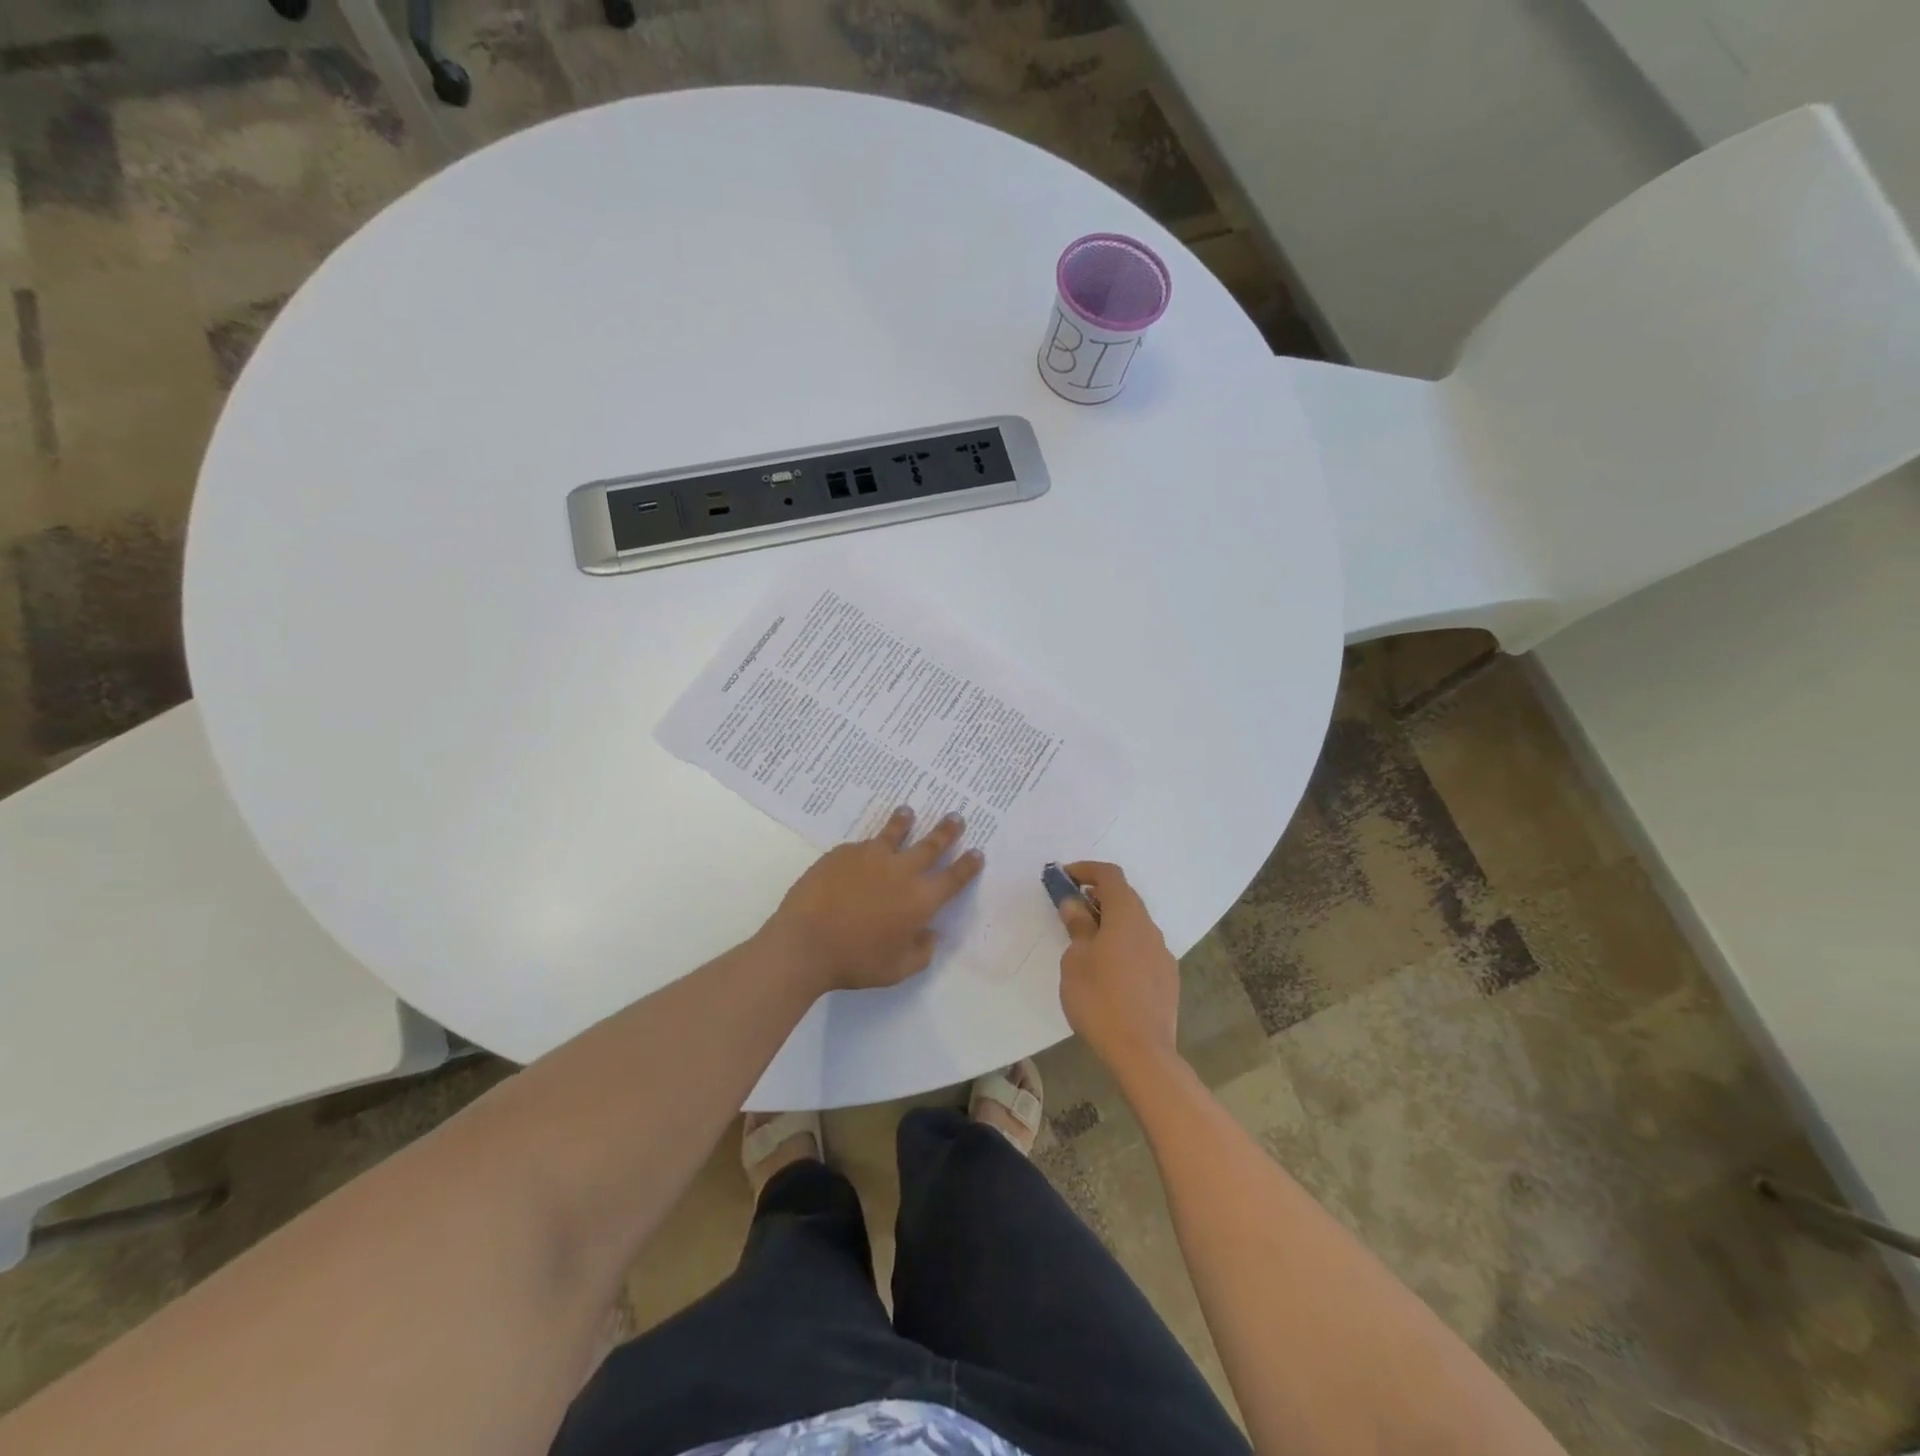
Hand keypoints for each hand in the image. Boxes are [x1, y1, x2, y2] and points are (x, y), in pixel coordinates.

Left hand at [764, 807, 983, 993]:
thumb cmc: (855, 961)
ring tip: (908, 812)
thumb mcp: (897, 969)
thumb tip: (930, 934)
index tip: (977, 852)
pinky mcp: (844, 852)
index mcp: (921, 899)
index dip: (968, 865)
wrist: (805, 942)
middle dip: (946, 831)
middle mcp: (902, 871)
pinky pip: (862, 845)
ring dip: (905, 821)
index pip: (954, 878)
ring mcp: (871, 857)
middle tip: (955, 817)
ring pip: (894, 833)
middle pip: (931, 845)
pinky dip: (870, 845)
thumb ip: (921, 952)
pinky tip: (865, 848)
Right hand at [1056, 861, 1180, 1073]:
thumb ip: (1077, 927)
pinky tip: (1108, 969)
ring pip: (1134, 924)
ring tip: (1086, 941)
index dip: (1087, 869)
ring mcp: (1162, 953)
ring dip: (1110, 921)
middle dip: (1097, 896)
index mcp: (1127, 916)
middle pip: (1125, 897)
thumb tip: (1074, 904)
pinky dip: (1123, 943)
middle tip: (1071, 908)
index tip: (1065, 877)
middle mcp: (1149, 927)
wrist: (1142, 1052)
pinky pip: (1142, 947)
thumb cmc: (1099, 999)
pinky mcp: (1167, 976)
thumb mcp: (1075, 960)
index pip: (1110, 875)